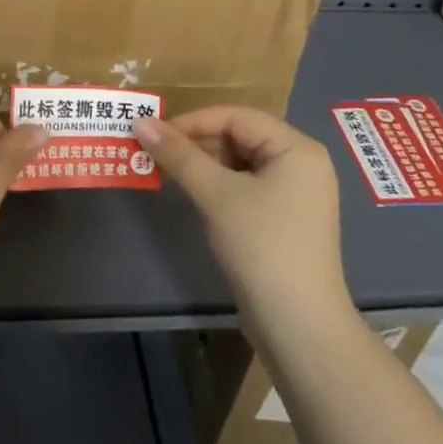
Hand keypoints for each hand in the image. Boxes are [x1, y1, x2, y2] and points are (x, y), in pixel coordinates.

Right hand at [136, 107, 345, 326]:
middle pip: (241, 136)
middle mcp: (302, 164)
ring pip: (241, 162)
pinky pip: (246, 186)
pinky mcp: (284, 220)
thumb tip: (140, 121)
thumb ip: (179, 155)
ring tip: (169, 172)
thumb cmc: (262, 246)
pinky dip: (218, 186)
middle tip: (157, 153)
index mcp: (297, 148)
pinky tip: (195, 195)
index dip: (194, 121)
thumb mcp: (216, 194)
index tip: (155, 133)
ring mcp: (296, 194)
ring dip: (204, 164)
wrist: (299, 326)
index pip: (237, 116)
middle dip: (197, 142)